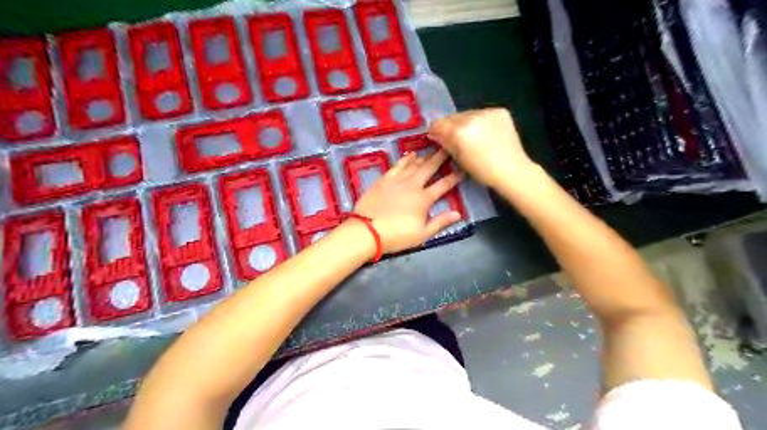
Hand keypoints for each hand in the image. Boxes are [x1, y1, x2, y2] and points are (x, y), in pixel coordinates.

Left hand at [352, 150, 460, 252]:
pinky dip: (406, 159)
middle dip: (440, 158)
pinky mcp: (384, 179)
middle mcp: (413, 185)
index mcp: (424, 199)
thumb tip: (458, 213)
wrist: (367, 230)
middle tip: (449, 148)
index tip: (462, 169)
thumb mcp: (422, 234)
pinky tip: (410, 154)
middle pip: (429, 168)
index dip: (454, 177)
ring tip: (433, 150)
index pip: (443, 185)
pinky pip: (398, 165)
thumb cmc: (396, 235)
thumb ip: (440, 222)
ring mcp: (397, 180)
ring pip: (414, 164)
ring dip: (425, 157)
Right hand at [425, 108, 537, 186]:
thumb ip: (445, 143)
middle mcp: (472, 117)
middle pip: (452, 116)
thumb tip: (436, 134)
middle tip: (456, 138)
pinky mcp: (499, 111)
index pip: (438, 123)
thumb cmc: (482, 171)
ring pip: (467, 114)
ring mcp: (487, 112)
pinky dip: (480, 121)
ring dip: (466, 123)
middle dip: (451, 126)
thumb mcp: (458, 158)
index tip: (437, 137)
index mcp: (459, 131)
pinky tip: (486, 133)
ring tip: (473, 136)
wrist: (512, 170)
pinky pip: (482, 113)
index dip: (435, 131)